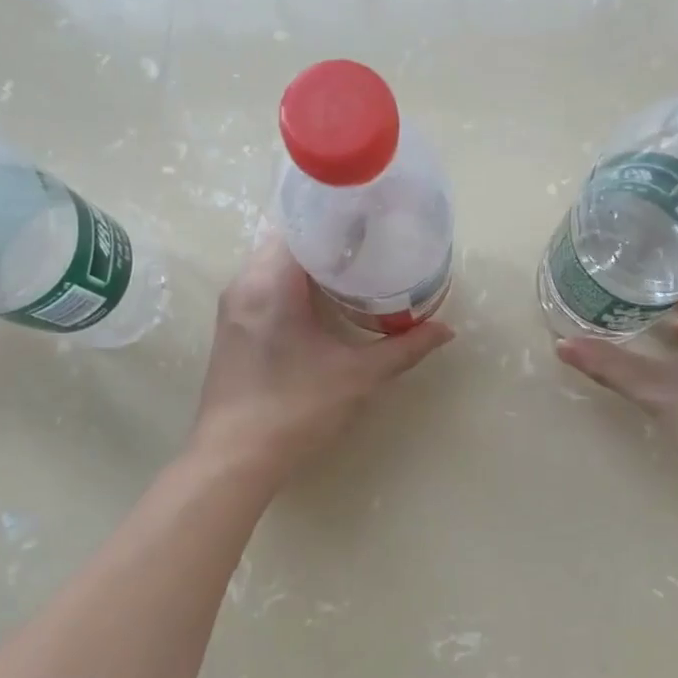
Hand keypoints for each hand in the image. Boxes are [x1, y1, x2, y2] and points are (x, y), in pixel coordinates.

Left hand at [191, 237, 454, 485]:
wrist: (234, 459)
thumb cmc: (296, 409)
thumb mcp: (358, 376)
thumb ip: (404, 348)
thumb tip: (446, 330)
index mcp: (270, 282)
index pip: (302, 226)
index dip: (338, 219)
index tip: (372, 222)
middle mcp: (244, 284)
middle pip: (287, 241)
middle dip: (328, 241)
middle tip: (371, 246)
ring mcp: (232, 306)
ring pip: (272, 264)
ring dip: (309, 264)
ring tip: (353, 270)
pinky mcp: (231, 328)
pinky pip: (263, 286)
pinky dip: (292, 283)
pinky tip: (321, 302)